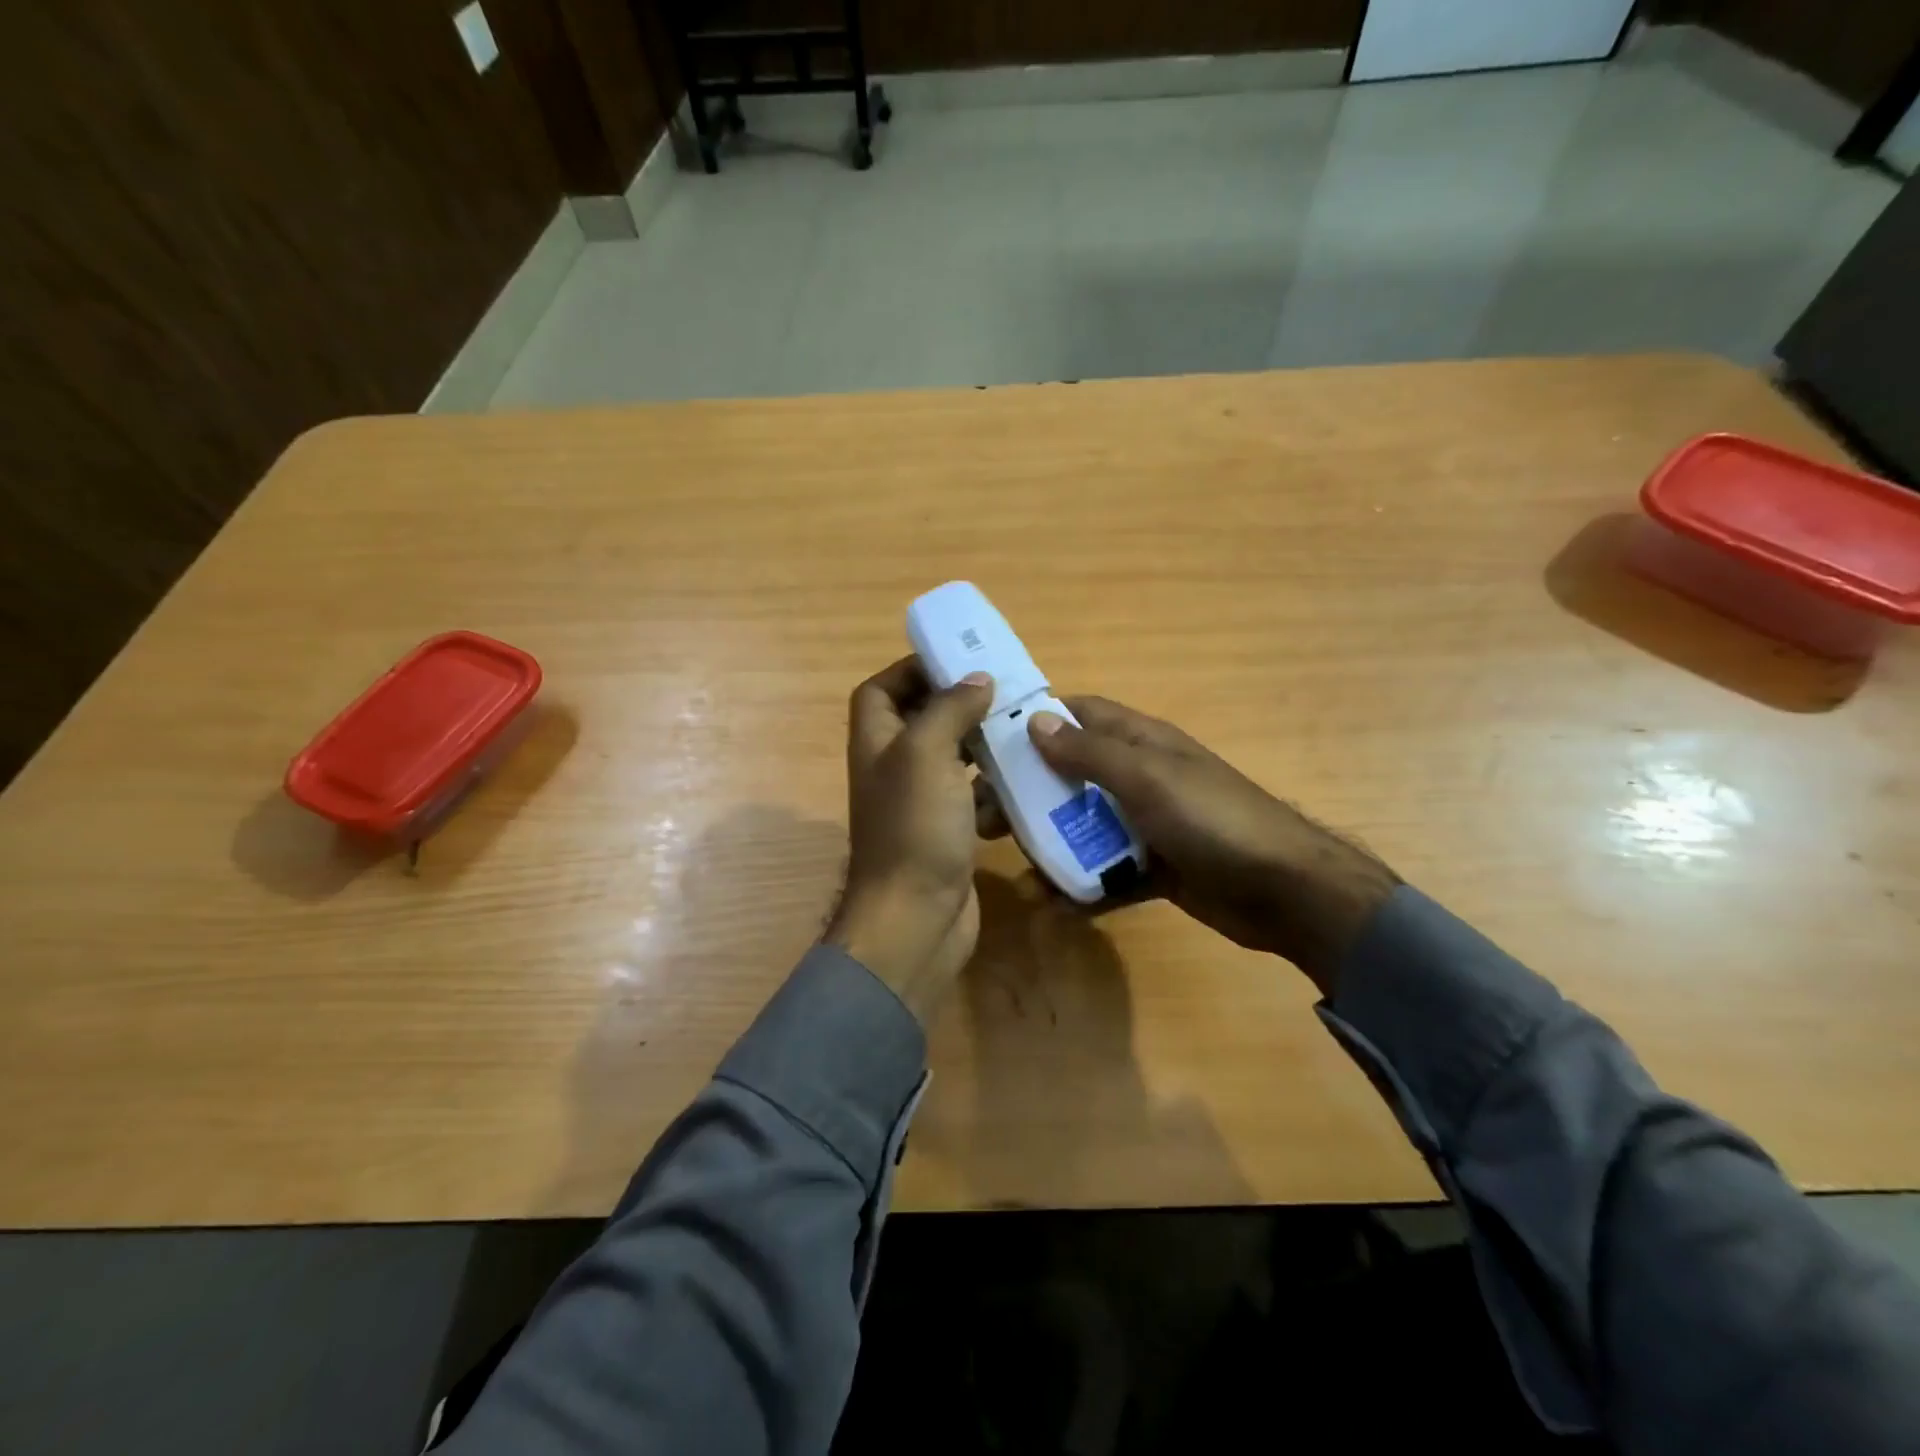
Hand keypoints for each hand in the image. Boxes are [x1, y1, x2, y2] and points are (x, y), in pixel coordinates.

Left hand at [824, 657, 995, 1023]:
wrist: (917, 918)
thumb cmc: (915, 827)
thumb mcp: (927, 753)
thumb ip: (949, 709)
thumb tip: (976, 679)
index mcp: (876, 743)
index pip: (879, 690)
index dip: (909, 671)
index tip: (956, 662)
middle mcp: (893, 769)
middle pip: (921, 721)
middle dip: (958, 706)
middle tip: (1003, 694)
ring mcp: (920, 804)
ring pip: (952, 760)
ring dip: (982, 747)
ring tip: (1023, 731)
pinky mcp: (947, 833)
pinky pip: (971, 798)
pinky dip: (993, 791)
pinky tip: (1023, 784)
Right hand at [1024, 698, 1398, 993]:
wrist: (1285, 891)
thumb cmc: (1212, 819)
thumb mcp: (1147, 778)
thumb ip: (1090, 752)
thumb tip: (1035, 721)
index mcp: (1139, 742)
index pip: (1078, 714)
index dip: (1036, 721)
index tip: (989, 743)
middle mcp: (1139, 777)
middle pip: (1071, 775)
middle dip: (1030, 793)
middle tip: (986, 818)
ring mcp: (1148, 824)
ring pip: (1085, 826)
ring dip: (1051, 844)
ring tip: (1017, 867)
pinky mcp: (1155, 867)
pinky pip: (1109, 871)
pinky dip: (1084, 885)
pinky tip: (1056, 904)